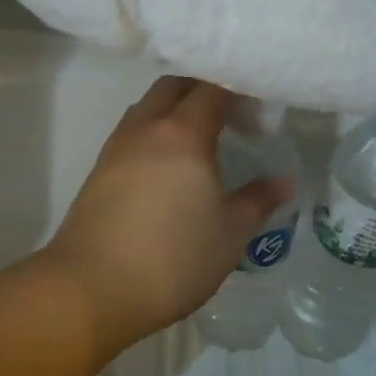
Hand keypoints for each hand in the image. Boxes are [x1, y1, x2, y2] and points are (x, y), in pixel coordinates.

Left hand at [42, 77, 289, 353]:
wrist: (92, 289)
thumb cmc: (173, 260)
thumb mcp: (229, 234)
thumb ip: (257, 201)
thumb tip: (284, 181)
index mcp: (182, 133)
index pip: (213, 87)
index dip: (239, 89)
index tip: (259, 108)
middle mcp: (145, 129)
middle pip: (174, 87)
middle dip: (203, 90)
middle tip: (230, 118)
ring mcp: (116, 148)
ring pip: (147, 108)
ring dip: (173, 110)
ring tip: (199, 141)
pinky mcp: (98, 171)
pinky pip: (131, 134)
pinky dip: (153, 134)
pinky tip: (167, 167)